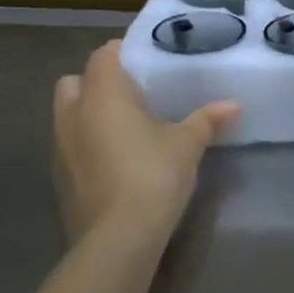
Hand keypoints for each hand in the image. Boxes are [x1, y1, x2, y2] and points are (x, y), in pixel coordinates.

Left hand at [53, 40, 238, 243]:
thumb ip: (207, 120)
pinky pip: (70, 146)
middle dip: (98, 82)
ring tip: (126, 128)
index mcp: (103, 93)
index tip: (149, 62)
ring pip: (68, 114)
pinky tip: (116, 160)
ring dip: (90, 114)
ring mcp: (59, 147)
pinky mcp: (59, 177)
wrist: (117, 239)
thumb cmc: (153, 175)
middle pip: (76, 81)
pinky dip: (87, 144)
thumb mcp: (188, 145)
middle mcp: (73, 112)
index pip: (104, 54)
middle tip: (133, 94)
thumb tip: (234, 105)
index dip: (124, 53)